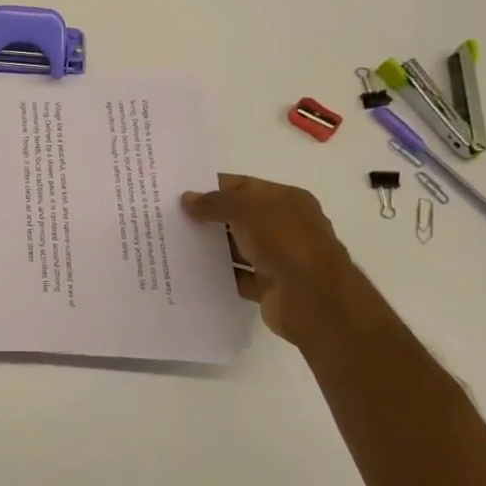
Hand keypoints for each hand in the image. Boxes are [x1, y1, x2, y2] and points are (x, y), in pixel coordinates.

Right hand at [181, 175, 364, 344]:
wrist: (314, 299)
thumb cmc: (284, 242)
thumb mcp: (246, 210)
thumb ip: (215, 202)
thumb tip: (187, 199)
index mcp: (287, 200)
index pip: (245, 186)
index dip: (214, 187)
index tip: (181, 192)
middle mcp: (285, 226)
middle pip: (241, 217)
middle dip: (210, 217)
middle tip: (172, 218)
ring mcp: (279, 258)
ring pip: (239, 248)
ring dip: (213, 247)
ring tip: (175, 244)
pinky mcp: (270, 286)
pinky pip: (239, 276)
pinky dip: (220, 274)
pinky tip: (192, 272)